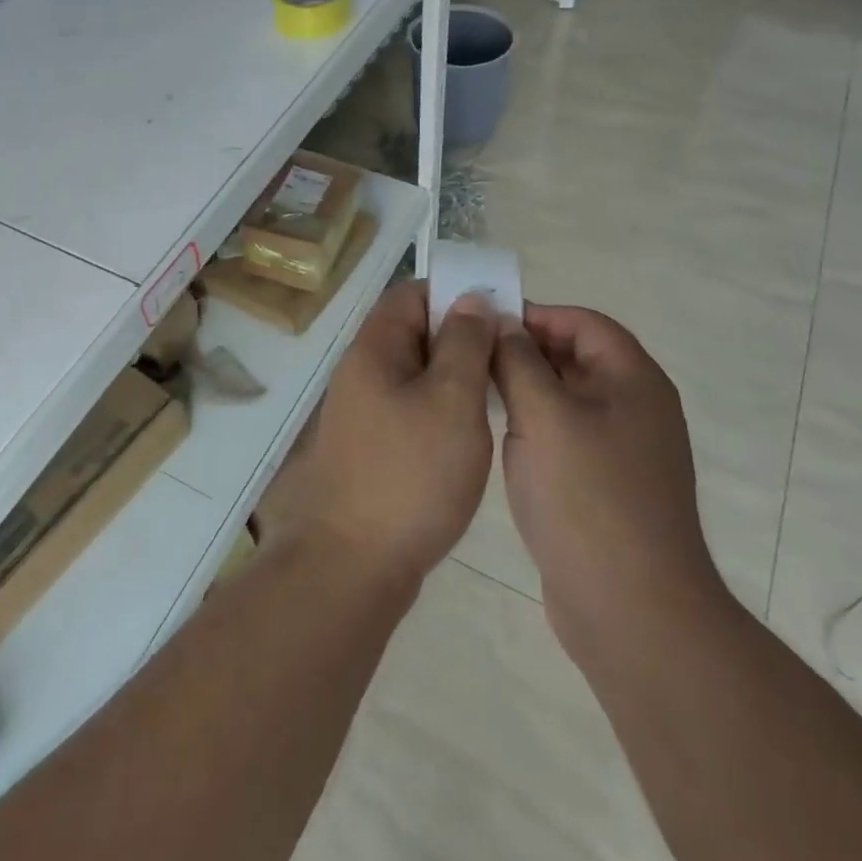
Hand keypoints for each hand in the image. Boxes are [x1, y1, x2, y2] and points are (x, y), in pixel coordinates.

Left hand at [256, 282, 496, 585]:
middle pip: (414, 333)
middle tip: (508, 357)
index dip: (454, 294)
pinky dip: (442, 410)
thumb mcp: (451, 400)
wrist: (353, 566)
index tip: (498, 312)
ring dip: (455, 376)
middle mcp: (362, 373)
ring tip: (498, 393)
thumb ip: (465, 344)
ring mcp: (364, 413)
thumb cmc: (409, 476)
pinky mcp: (373, 448)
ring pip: (416, 374)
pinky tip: (471, 432)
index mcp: (374, 349)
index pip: (411, 294)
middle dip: (461, 337)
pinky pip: (412, 409)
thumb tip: (471, 300)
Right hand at [492, 306, 723, 661]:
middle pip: (576, 358)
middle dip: (525, 351)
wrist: (631, 609)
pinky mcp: (605, 486)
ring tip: (476, 393)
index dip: (536, 315)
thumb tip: (502, 323)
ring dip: (525, 390)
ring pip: (566, 399)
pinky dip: (534, 426)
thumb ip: (518, 361)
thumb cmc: (587, 498)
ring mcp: (622, 451)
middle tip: (470, 357)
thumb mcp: (544, 416)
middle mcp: (635, 408)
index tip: (485, 324)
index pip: (584, 323)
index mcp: (633, 381)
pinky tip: (499, 438)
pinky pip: (565, 436)